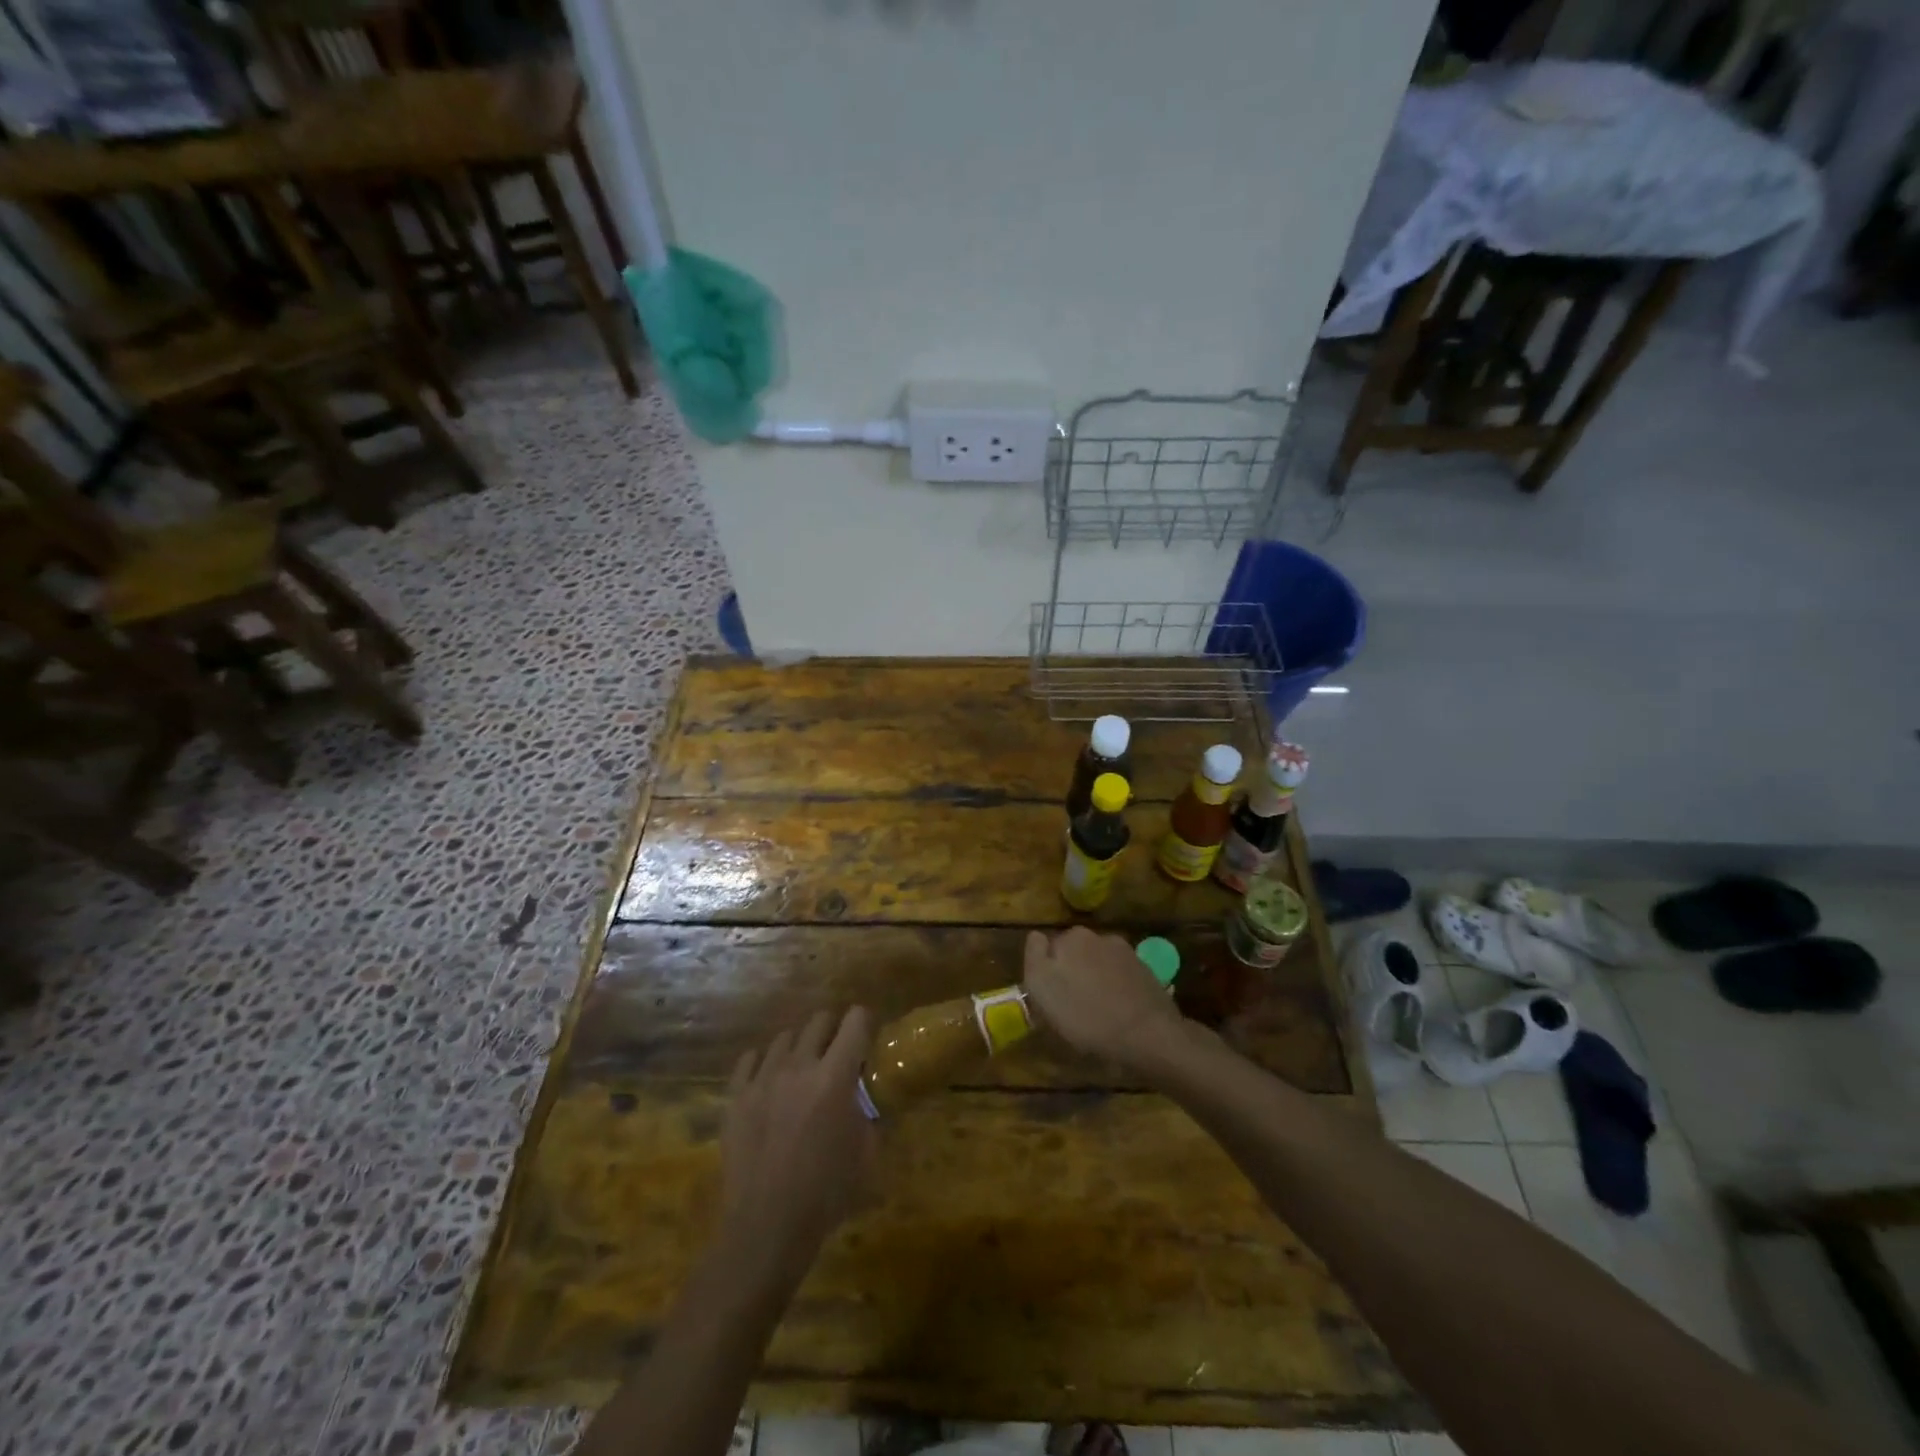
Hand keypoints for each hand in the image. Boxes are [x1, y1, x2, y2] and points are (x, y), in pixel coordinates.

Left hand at [719, 1007, 877, 1284]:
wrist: (766, 1227)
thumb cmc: (826, 1194)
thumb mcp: (867, 1154)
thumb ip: (870, 1114)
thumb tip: (870, 1096)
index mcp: (835, 1076)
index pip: (855, 1021)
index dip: (864, 1023)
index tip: (867, 1036)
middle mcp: (798, 1066)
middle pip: (819, 1021)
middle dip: (832, 1030)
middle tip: (837, 1053)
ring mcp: (763, 1078)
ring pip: (784, 1038)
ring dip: (799, 1048)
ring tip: (801, 1070)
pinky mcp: (736, 1097)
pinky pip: (749, 1059)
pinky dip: (763, 1063)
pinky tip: (769, 1081)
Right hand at [1023, 927, 1186, 1076]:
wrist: (1148, 1035)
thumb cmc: (1087, 1018)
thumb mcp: (1044, 992)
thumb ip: (1035, 958)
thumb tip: (1036, 938)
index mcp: (1068, 938)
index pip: (1044, 947)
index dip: (1044, 970)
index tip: (1048, 994)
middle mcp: (1095, 936)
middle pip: (1072, 952)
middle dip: (1069, 970)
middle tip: (1070, 1003)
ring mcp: (1122, 950)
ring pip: (1096, 961)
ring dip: (1093, 976)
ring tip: (1098, 1008)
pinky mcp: (1143, 968)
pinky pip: (1119, 973)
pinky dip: (1115, 985)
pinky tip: (1118, 1008)